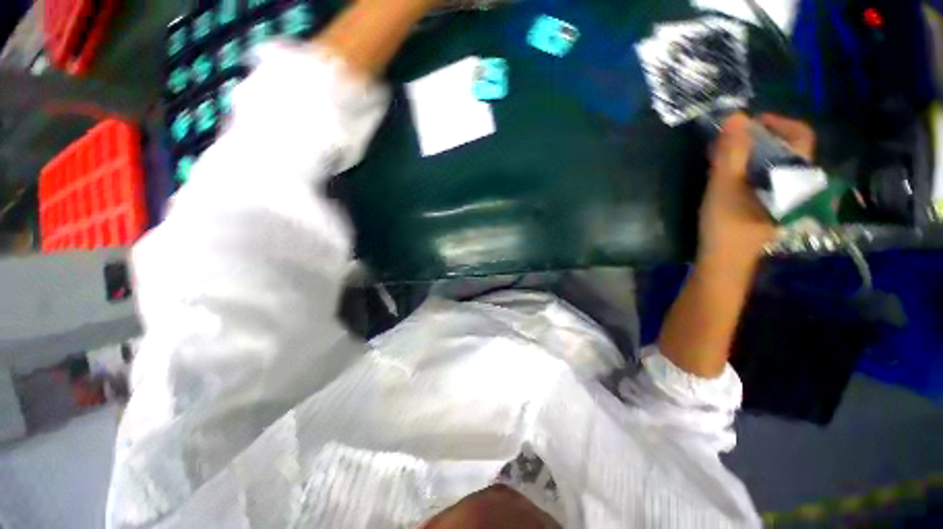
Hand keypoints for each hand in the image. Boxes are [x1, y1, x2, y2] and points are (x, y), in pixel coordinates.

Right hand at [697, 112, 816, 273]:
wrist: (724, 261)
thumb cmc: (726, 222)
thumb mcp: (724, 184)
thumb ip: (731, 150)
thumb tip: (737, 116)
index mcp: (793, 176)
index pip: (800, 136)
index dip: (778, 122)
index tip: (751, 122)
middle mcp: (793, 184)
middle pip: (784, 150)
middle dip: (757, 138)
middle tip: (728, 139)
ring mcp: (780, 197)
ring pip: (772, 165)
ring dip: (749, 154)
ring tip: (722, 155)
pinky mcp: (766, 207)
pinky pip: (762, 178)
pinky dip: (746, 169)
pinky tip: (725, 174)